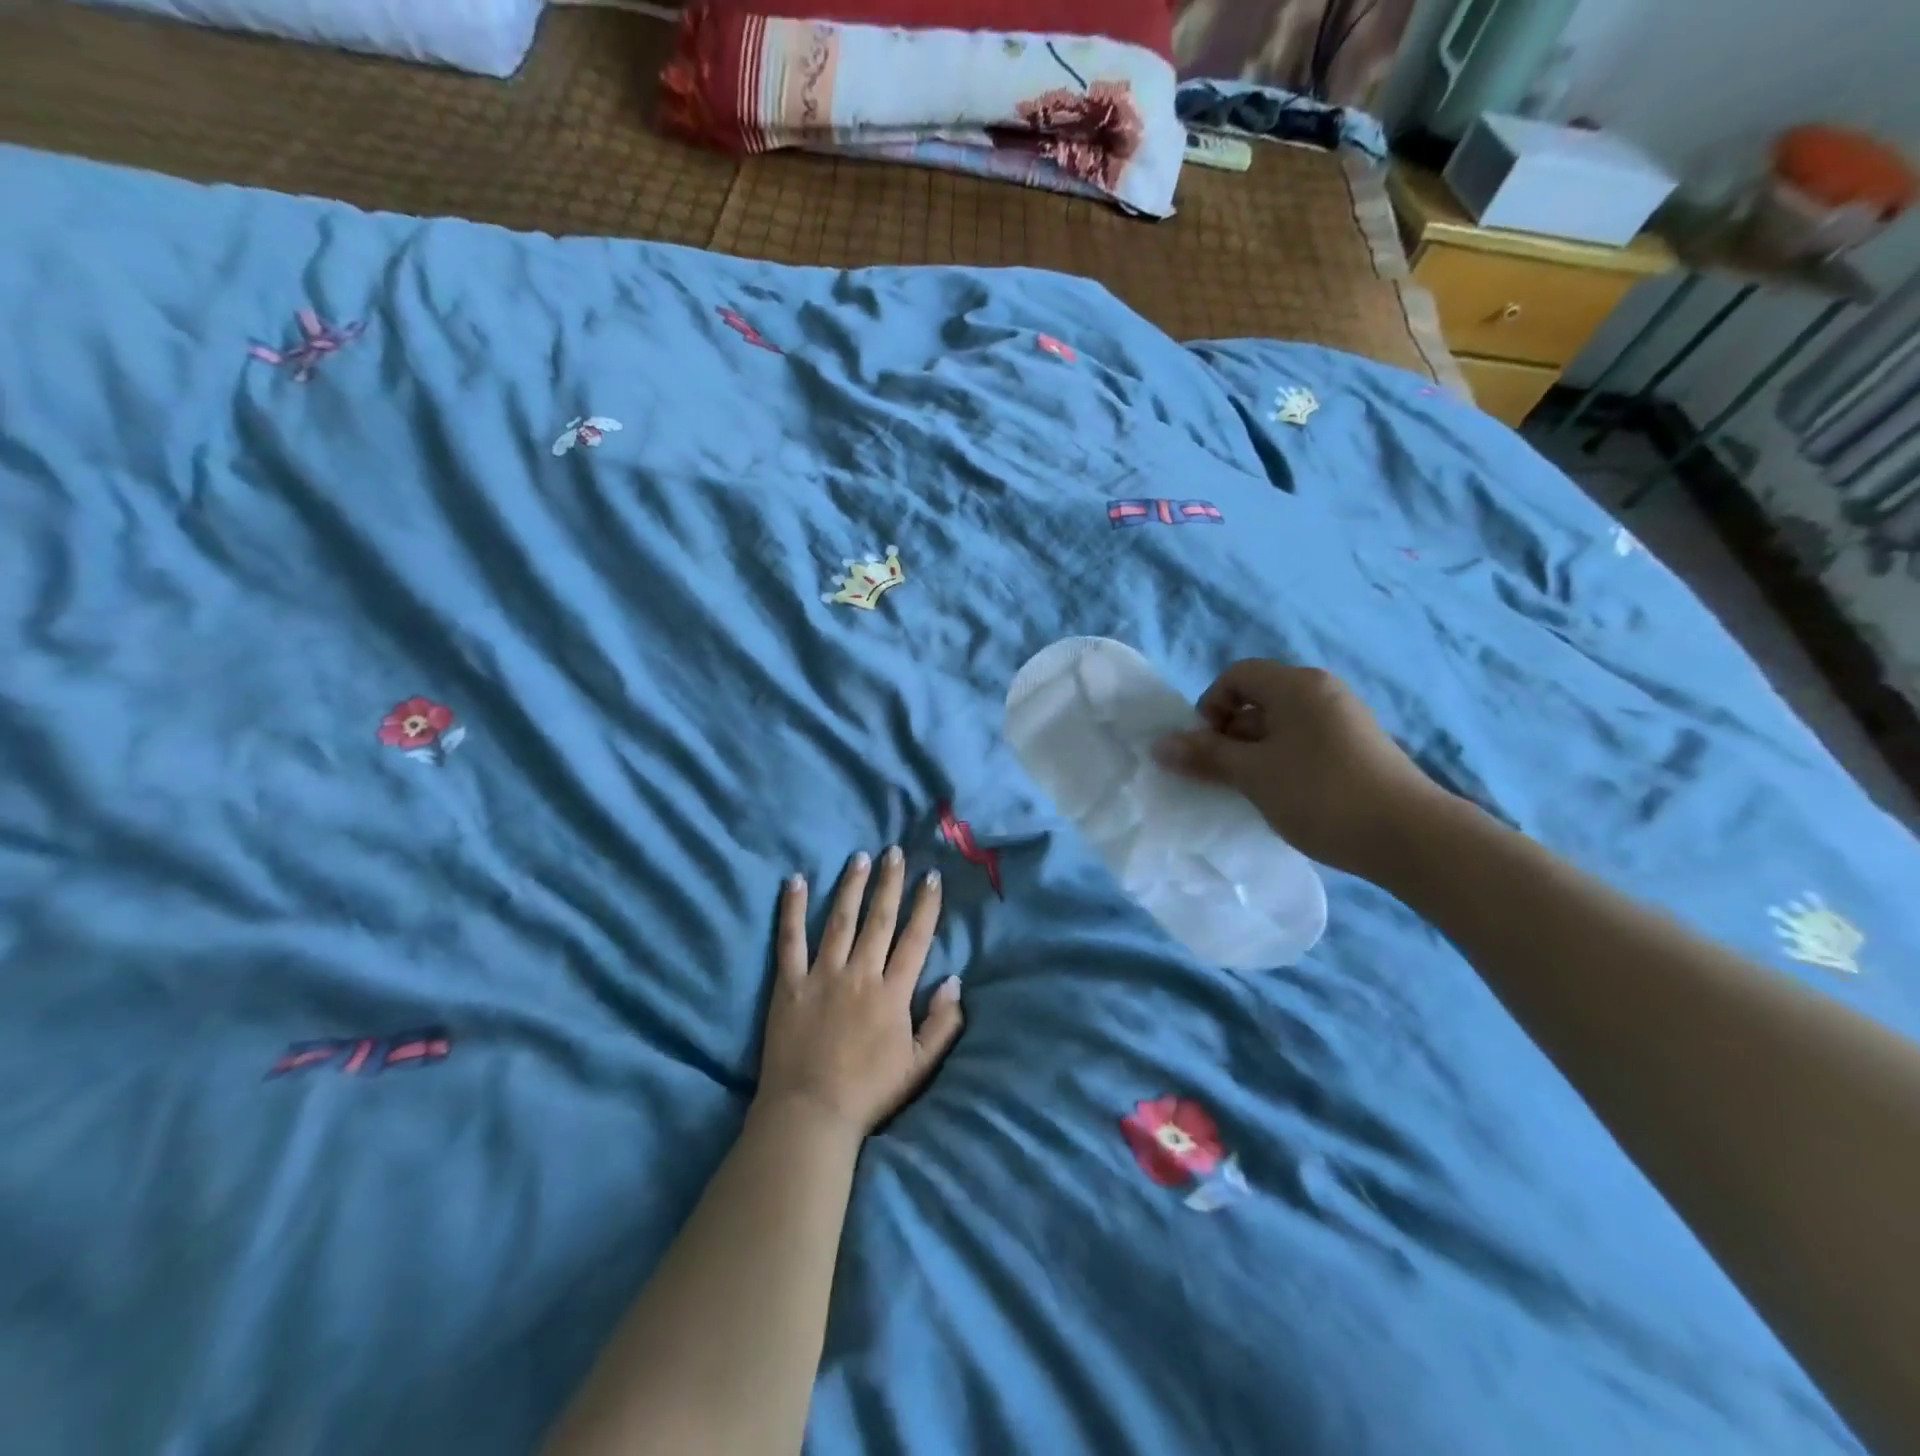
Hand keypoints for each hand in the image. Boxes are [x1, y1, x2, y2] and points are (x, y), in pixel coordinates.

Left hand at [758, 848, 963, 1136]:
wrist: (810, 1114)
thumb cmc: (868, 1092)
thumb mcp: (919, 1066)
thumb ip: (942, 1023)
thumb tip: (954, 980)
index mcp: (893, 993)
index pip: (914, 938)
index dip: (925, 905)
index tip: (930, 877)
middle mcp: (860, 973)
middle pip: (879, 919)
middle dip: (889, 883)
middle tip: (895, 852)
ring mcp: (822, 975)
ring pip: (840, 920)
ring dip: (851, 886)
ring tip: (860, 857)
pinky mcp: (789, 983)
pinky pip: (790, 939)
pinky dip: (791, 909)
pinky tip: (794, 881)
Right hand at [1153, 661, 1452, 881]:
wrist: (1408, 837)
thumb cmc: (1320, 794)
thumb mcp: (1252, 774)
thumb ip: (1205, 755)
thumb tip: (1160, 745)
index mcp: (1297, 685)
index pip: (1237, 676)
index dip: (1210, 707)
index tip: (1208, 748)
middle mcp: (1322, 692)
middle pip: (1257, 700)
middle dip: (1230, 735)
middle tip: (1224, 775)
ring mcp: (1344, 721)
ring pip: (1280, 726)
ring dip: (1254, 754)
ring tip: (1251, 791)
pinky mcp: (1356, 750)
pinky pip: (1303, 744)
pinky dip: (1282, 763)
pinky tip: (1283, 798)